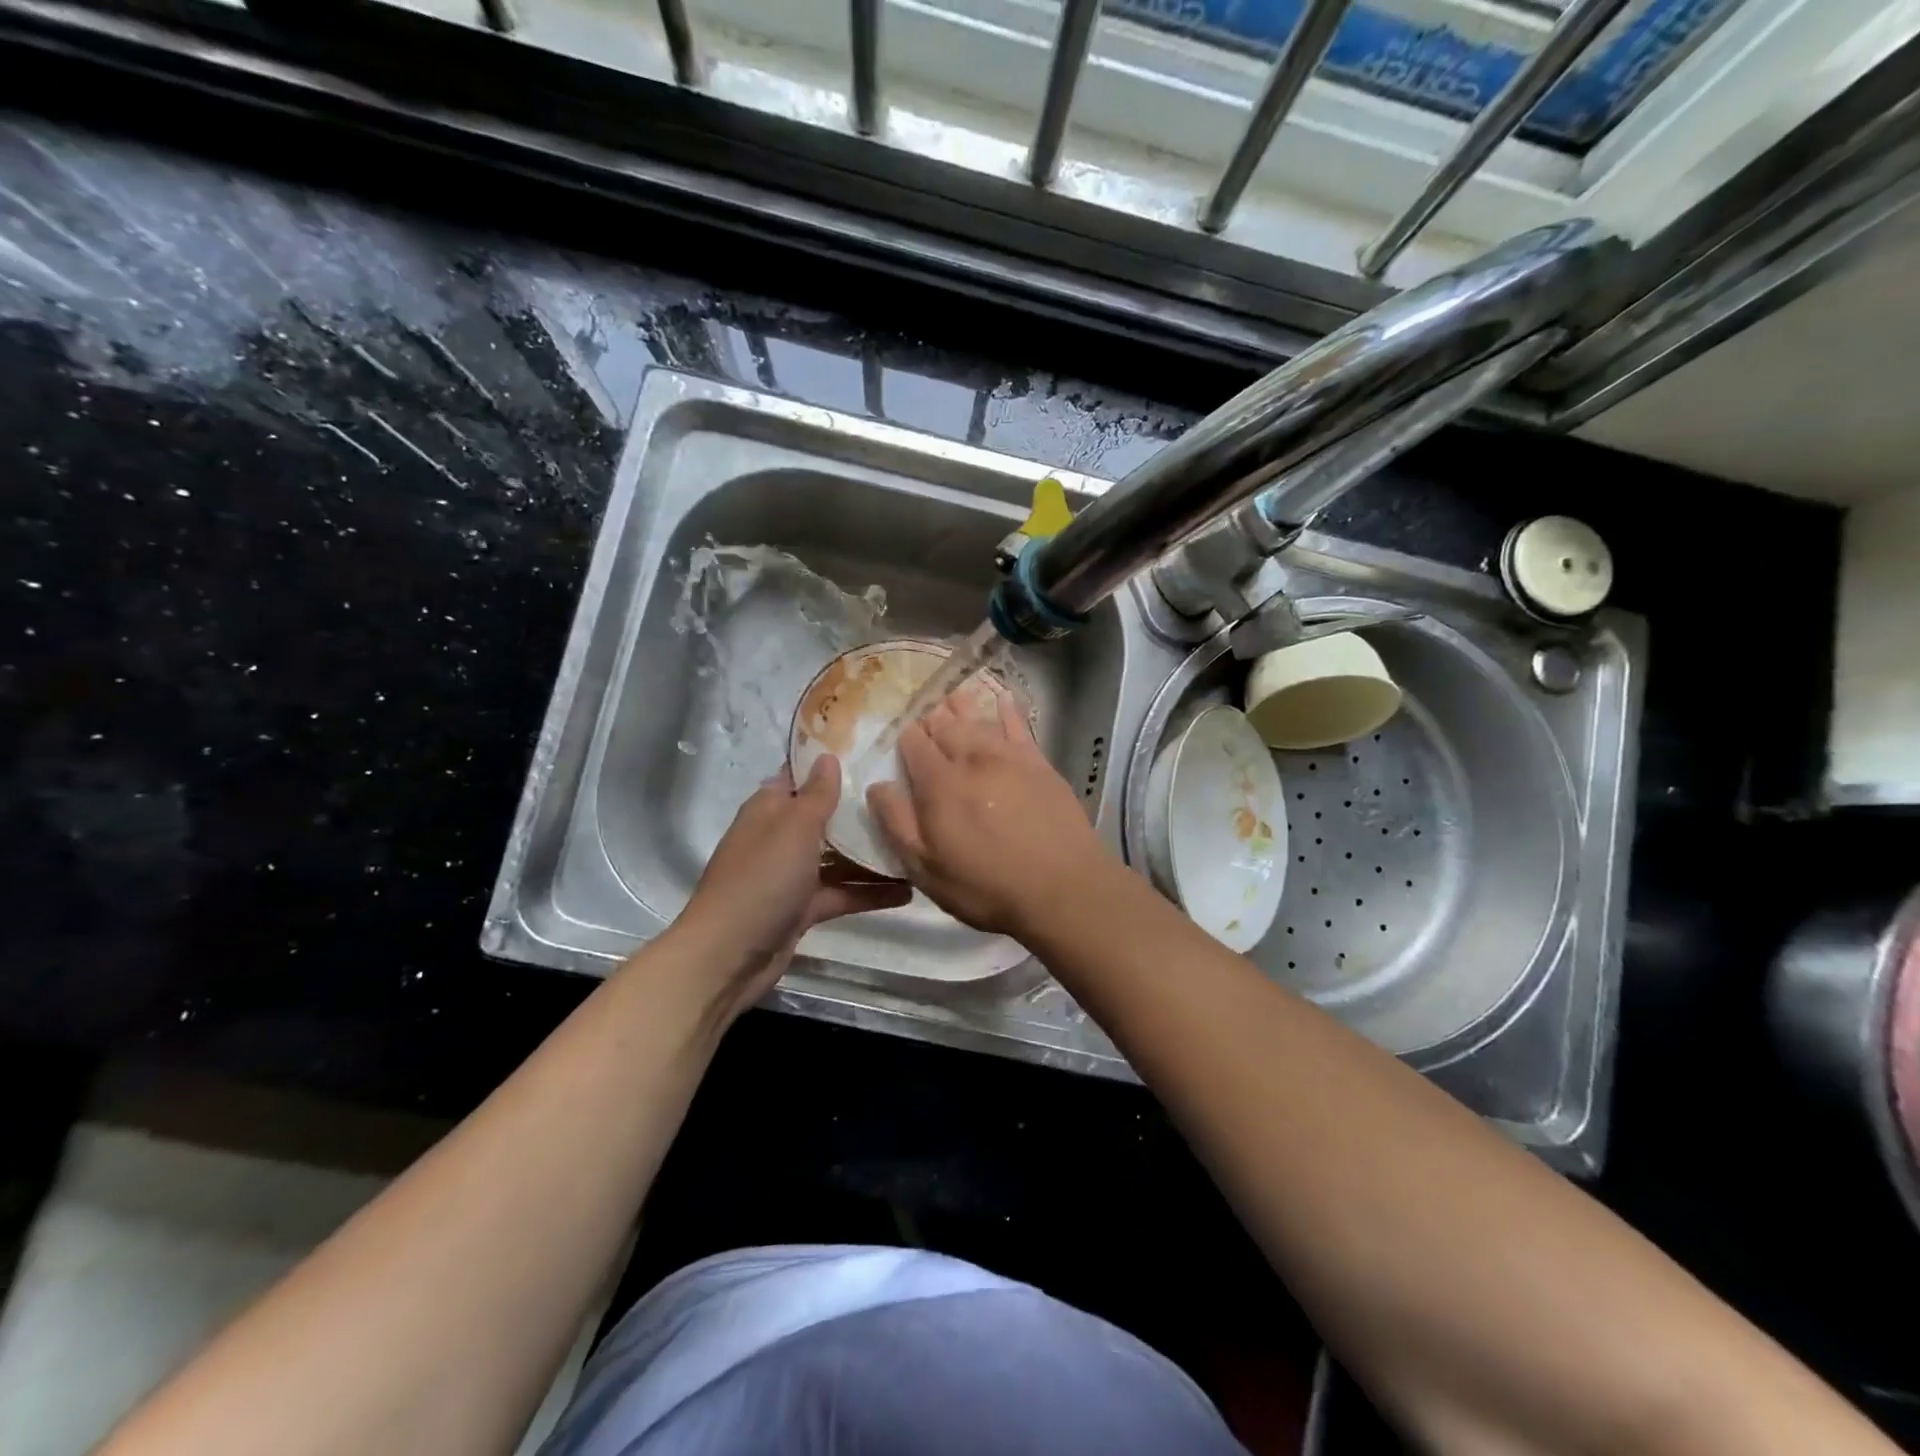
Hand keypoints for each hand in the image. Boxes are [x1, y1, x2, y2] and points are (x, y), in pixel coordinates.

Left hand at [678, 756, 910, 1015]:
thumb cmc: (761, 879)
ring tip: (916, 842)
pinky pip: (841, 893)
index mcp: (770, 809)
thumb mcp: (794, 828)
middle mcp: (780, 837)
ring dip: (871, 853)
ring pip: (837, 857)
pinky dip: (869, 893)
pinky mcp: (803, 908)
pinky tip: (908, 890)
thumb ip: (817, 794)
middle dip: (860, 808)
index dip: (831, 763)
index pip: (802, 776)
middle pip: (825, 816)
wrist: (728, 956)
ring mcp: (791, 875)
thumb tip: (828, 756)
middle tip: (907, 795)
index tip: (873, 751)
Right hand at [866, 684, 1111, 937]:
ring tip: (953, 693)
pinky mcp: (1039, 763)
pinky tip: (1003, 698)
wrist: (1062, 887)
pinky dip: (1007, 709)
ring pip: (979, 719)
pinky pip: (1019, 726)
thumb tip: (877, 785)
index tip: (902, 737)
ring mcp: (1009, 757)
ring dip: (962, 705)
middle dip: (931, 716)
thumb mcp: (926, 868)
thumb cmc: (986, 886)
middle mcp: (971, 759)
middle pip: (945, 724)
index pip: (913, 743)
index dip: (905, 737)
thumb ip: (897, 823)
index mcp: (938, 783)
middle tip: (925, 711)